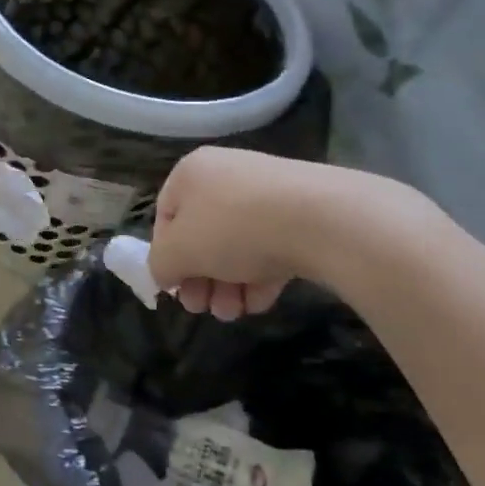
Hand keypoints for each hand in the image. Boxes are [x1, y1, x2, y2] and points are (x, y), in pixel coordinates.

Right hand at [147, 147, 426, 318]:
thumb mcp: (180, 251)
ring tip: (234, 313)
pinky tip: (261, 302)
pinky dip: (261, 275)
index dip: (166, 256)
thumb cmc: (234, 228)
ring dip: (228, 284)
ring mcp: (268, 192)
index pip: (166, 216)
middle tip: (204, 309)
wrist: (323, 219)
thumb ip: (160, 264)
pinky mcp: (302, 212)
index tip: (176, 289)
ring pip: (237, 244)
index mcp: (191, 172)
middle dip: (201, 278)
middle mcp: (226, 175)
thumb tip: (165, 272)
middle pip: (203, 234)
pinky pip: (271, 245)